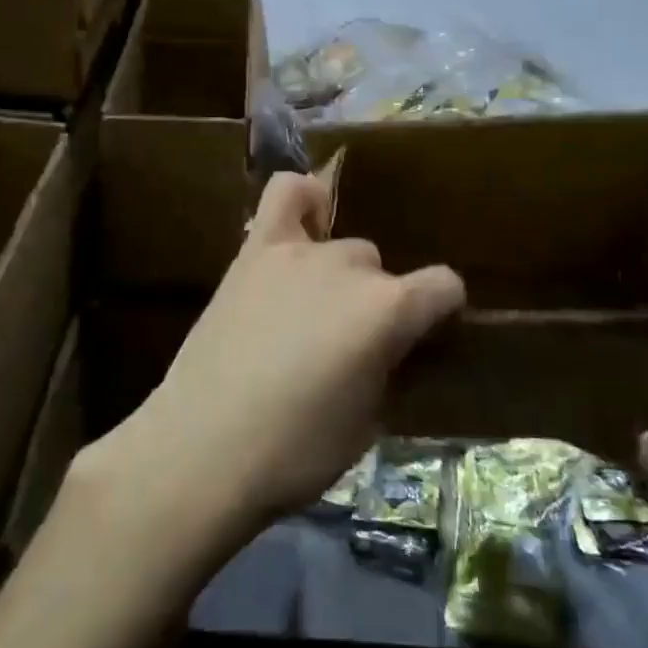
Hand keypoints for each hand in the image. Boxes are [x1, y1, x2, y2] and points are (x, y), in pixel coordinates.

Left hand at [103, 171, 464, 534]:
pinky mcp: (254, 252)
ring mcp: (299, 252)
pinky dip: (303, 201)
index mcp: (389, 310)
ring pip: (343, 245)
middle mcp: (351, 267)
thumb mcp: (368, 423)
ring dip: (341, 276)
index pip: (445, 286)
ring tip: (314, 311)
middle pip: (383, 270)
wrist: (203, 448)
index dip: (442, 313)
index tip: (425, 338)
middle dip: (379, 305)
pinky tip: (303, 225)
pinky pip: (285, 195)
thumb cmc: (294, 452)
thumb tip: (391, 345)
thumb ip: (389, 367)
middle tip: (350, 346)